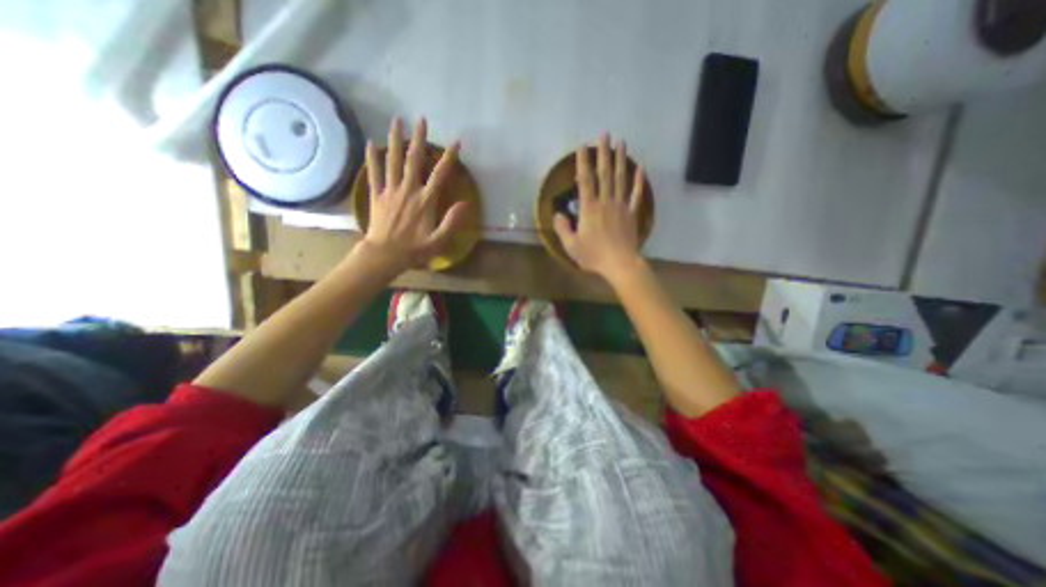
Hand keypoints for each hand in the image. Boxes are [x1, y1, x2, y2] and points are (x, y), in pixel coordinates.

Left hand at [366, 118, 468, 271]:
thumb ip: (452, 222)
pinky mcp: (376, 195)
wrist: (385, 255)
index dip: (449, 158)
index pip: (440, 175)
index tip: (456, 143)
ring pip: (393, 161)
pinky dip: (372, 158)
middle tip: (420, 119)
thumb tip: (465, 204)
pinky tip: (371, 143)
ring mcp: (390, 191)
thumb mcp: (439, 241)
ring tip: (396, 120)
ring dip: (395, 139)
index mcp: (425, 201)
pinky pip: (374, 173)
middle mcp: (408, 190)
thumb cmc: (415, 249)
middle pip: (414, 160)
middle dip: (419, 139)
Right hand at [555, 135, 646, 286]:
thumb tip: (557, 213)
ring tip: (622, 142)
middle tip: (606, 134)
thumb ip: (562, 228)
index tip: (583, 146)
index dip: (583, 163)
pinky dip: (639, 181)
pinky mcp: (631, 213)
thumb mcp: (571, 245)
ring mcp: (620, 206)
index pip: (585, 181)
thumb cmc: (593, 256)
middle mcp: (605, 202)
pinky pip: (635, 194)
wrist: (619, 263)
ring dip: (621, 160)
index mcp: (589, 209)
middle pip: (605, 174)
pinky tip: (641, 169)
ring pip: (620, 179)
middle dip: (604, 153)